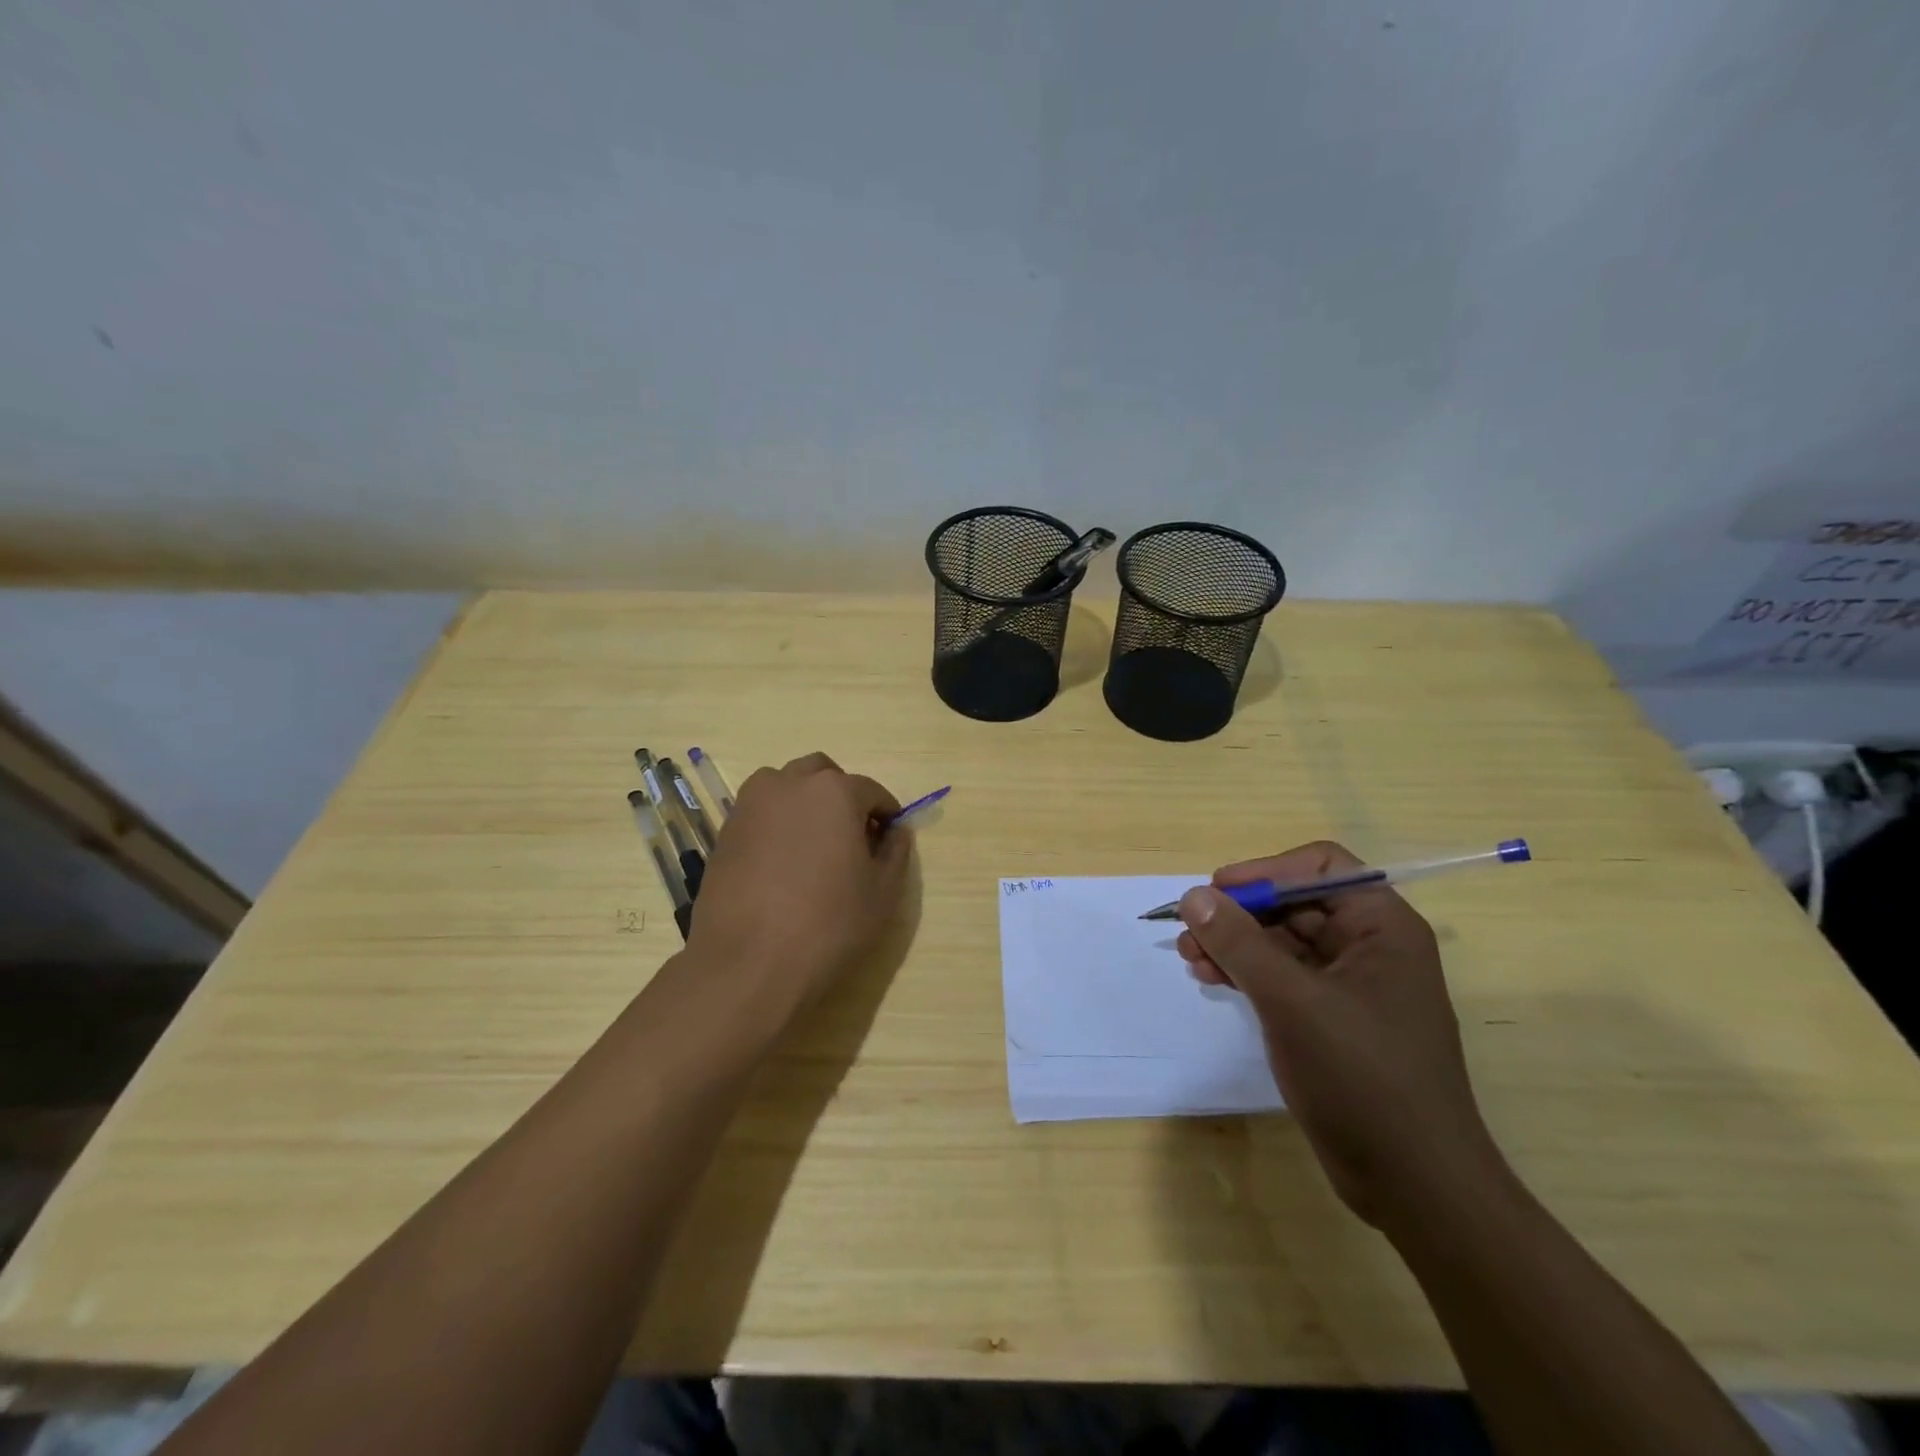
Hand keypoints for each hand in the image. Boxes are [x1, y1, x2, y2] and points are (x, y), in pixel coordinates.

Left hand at [685, 753, 910, 1017]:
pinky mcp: (724, 832)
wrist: (747, 965)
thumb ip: (895, 851)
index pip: (871, 790)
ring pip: (785, 787)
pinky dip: (777, 824)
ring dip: (804, 802)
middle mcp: (788, 784)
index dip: (885, 814)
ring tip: (813, 846)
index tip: (889, 838)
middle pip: (822, 774)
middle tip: (851, 836)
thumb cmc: (828, 925)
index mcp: (834, 791)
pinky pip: (760, 814)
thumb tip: (895, 830)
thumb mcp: (882, 892)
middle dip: (842, 795)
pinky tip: (782, 864)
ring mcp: (750, 806)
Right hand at [1175, 841, 1506, 1228]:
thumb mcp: (1292, 1002)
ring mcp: (1352, 986)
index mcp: (1382, 927)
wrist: (1416, 1186)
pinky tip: (1212, 980)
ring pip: (1283, 941)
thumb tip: (1195, 895)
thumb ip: (1240, 942)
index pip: (1319, 867)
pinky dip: (1247, 973)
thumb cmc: (1362, 1079)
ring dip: (1236, 943)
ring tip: (1191, 957)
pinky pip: (1284, 977)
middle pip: (1295, 903)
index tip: (1217, 892)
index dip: (1266, 871)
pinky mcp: (1333, 1020)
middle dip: (1240, 913)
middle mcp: (1371, 947)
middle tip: (1191, 931)